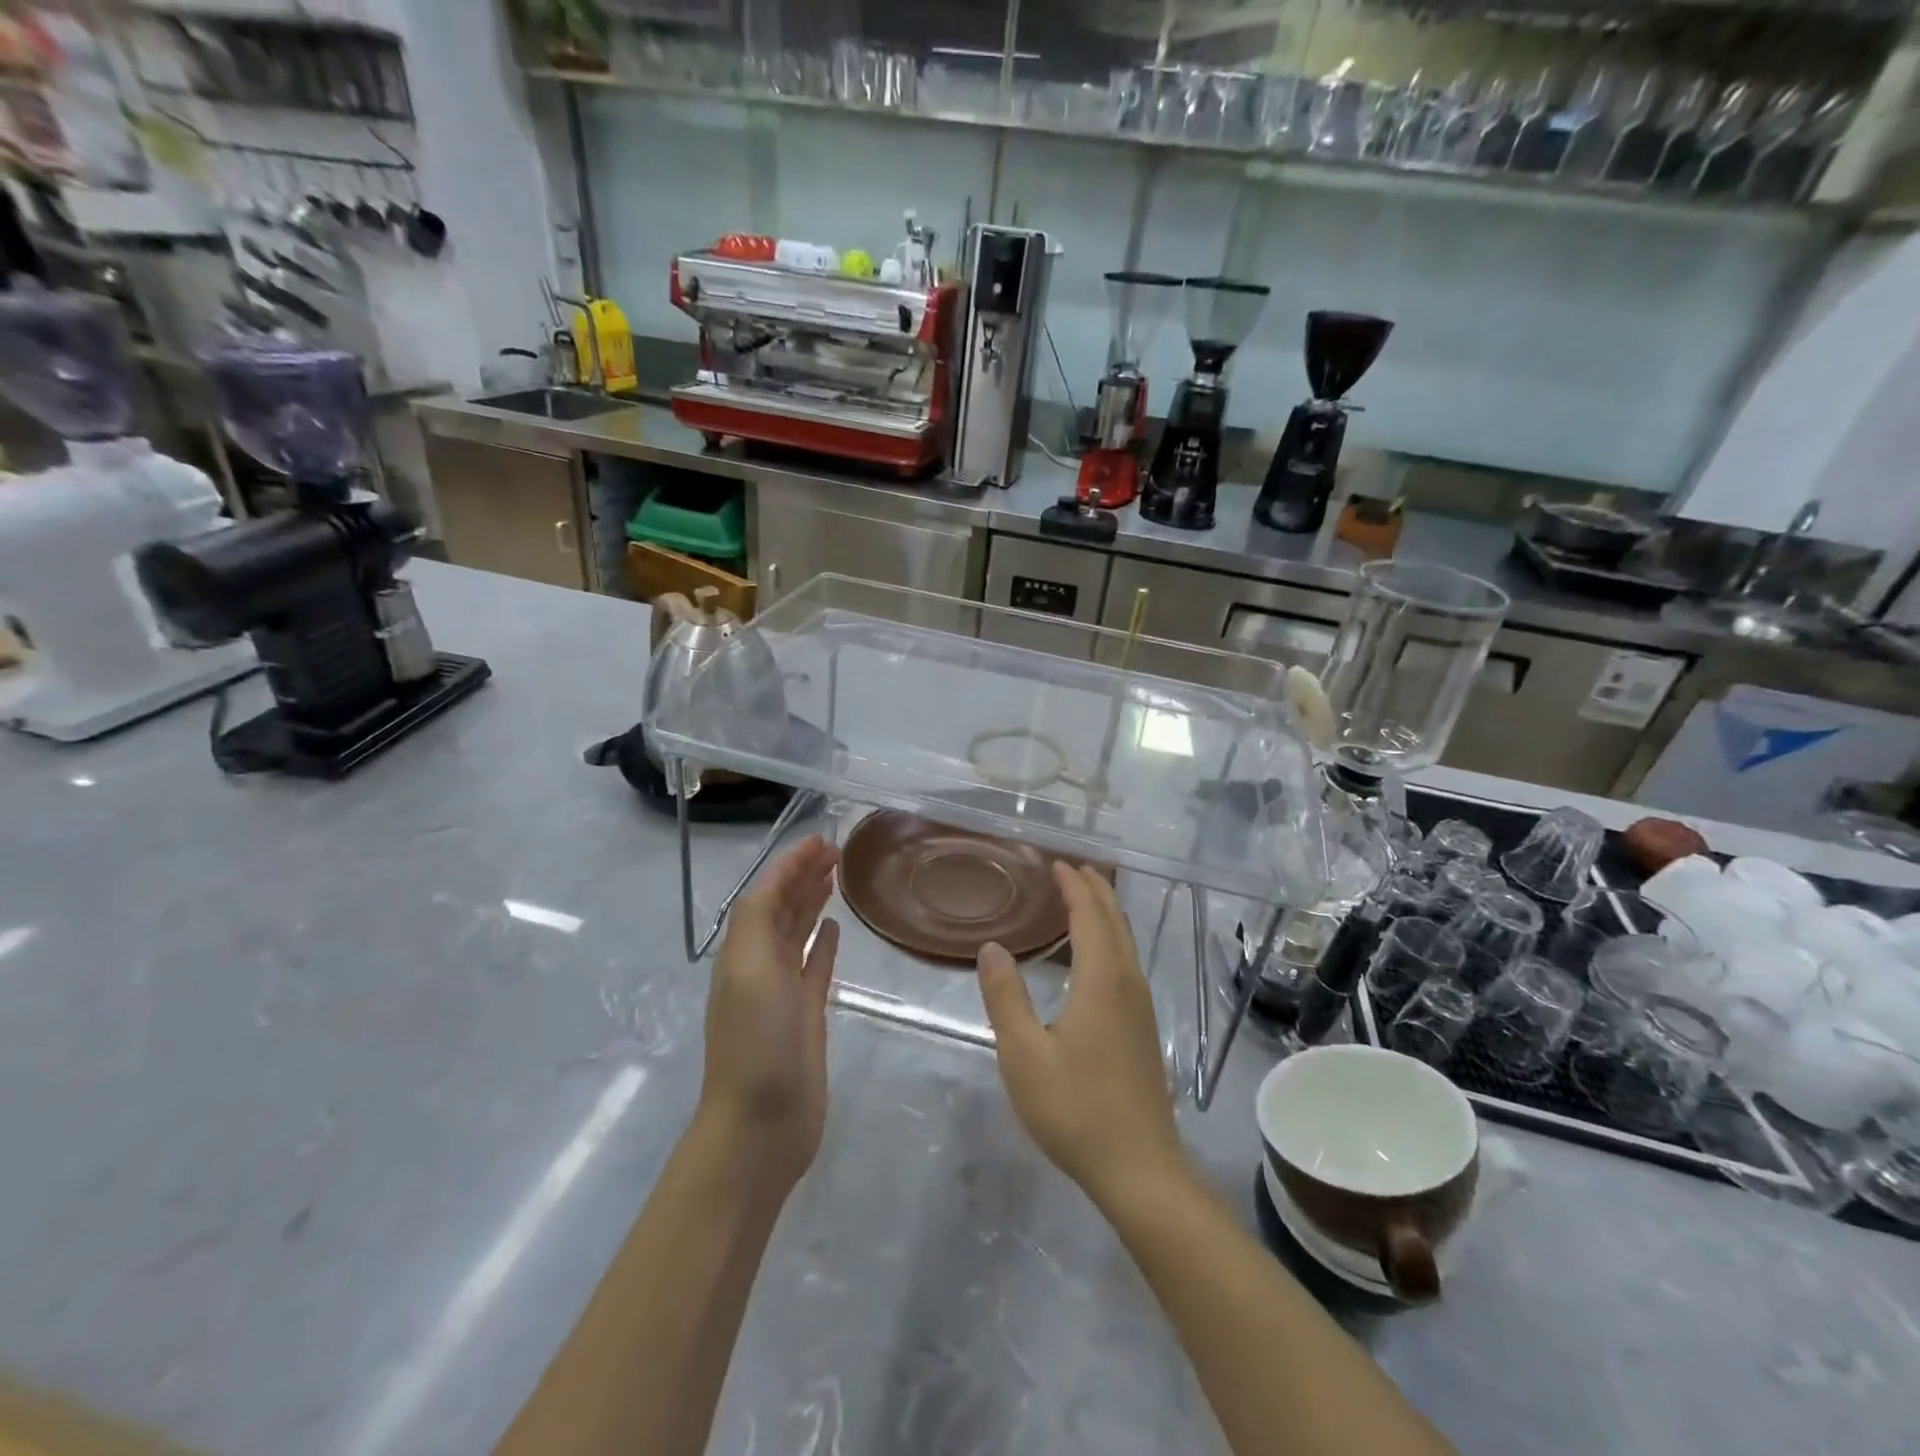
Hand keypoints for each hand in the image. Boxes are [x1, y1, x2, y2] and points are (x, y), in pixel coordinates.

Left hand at [697, 835, 840, 1191]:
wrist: (762, 1123)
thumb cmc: (756, 1043)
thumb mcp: (749, 971)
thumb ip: (756, 922)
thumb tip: (778, 884)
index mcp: (743, 951)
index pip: (766, 894)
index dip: (790, 865)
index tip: (820, 841)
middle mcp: (760, 965)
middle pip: (782, 908)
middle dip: (803, 876)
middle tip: (836, 851)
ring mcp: (783, 991)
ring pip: (798, 933)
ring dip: (812, 902)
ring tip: (836, 877)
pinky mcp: (806, 1015)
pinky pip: (814, 967)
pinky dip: (822, 944)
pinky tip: (835, 928)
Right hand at [976, 865, 1187, 1206]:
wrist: (1139, 1169)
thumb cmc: (1075, 1109)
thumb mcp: (1023, 1054)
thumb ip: (1005, 996)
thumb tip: (991, 948)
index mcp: (1101, 980)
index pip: (1090, 915)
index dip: (1074, 886)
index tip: (1058, 863)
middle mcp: (1128, 984)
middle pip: (1115, 922)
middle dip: (1096, 891)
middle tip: (1073, 869)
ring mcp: (1141, 1008)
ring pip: (1126, 943)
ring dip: (1106, 915)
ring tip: (1084, 901)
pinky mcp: (1143, 1030)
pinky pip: (1127, 964)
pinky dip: (1110, 941)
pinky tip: (1095, 959)